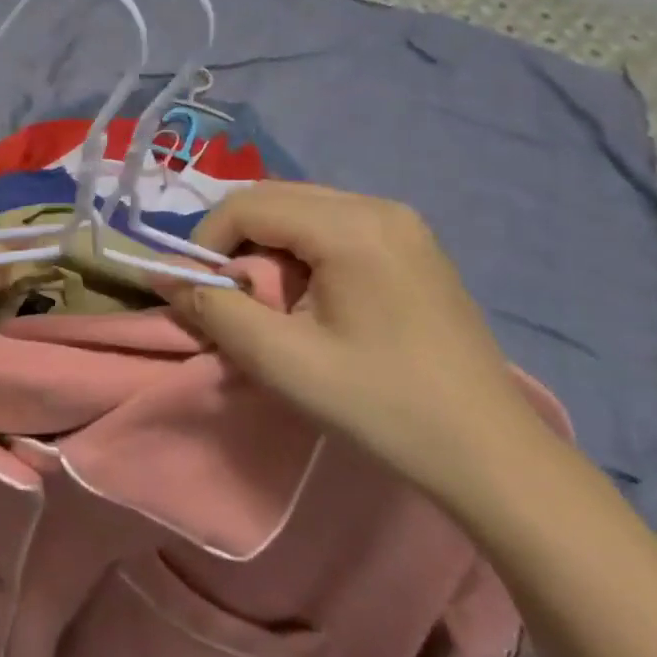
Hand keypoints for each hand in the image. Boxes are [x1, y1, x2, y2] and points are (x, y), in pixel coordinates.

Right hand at [180, 182, 552, 507]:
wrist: (493, 457)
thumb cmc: (384, 407)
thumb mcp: (283, 362)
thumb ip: (215, 309)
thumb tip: (162, 274)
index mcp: (351, 226)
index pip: (249, 204)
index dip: (207, 240)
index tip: (198, 289)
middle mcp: (377, 205)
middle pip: (276, 199)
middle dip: (236, 240)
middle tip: (228, 294)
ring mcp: (402, 222)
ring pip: (303, 209)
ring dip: (269, 244)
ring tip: (268, 299)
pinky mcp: (414, 243)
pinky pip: (335, 224)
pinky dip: (303, 249)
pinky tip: (311, 296)